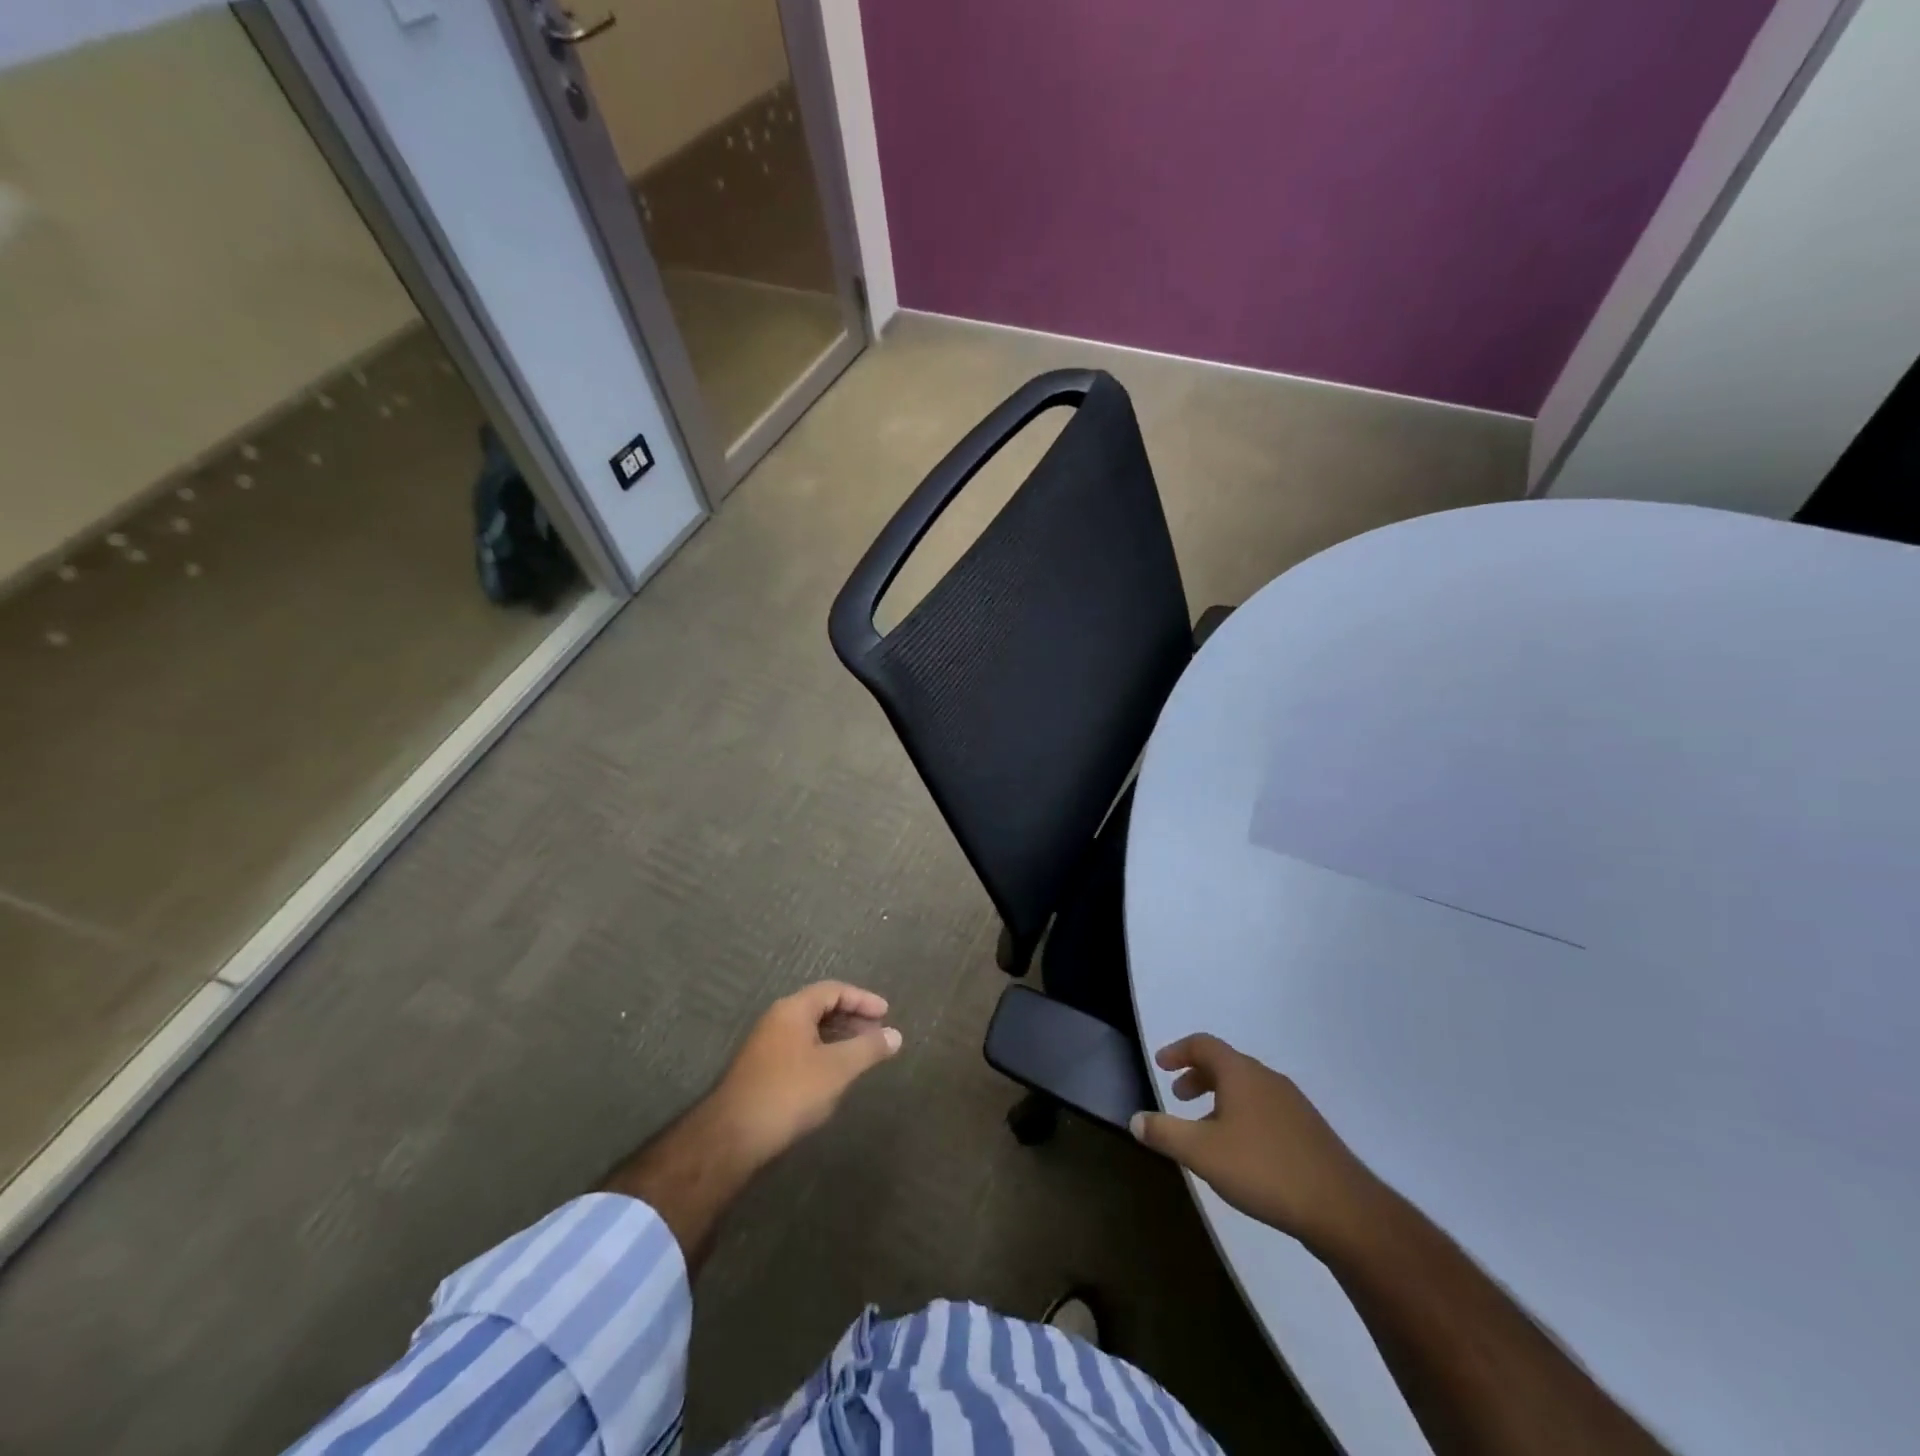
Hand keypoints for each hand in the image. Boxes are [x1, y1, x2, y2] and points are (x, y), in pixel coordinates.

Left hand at [710, 981, 902, 1165]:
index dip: (862, 999)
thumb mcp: (837, 1068)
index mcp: (793, 1009)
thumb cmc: (790, 1092)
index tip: (886, 1014)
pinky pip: (800, 1048)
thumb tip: (896, 1035)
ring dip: (838, 1037)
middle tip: (878, 1034)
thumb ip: (868, 1048)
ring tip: (862, 1055)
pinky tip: (834, 1075)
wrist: (733, 1136)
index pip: (834, 990)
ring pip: (810, 1030)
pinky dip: (823, 1053)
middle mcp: (777, 1019)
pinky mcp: (762, 1070)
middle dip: (852, 1018)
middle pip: (821, 1007)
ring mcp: (766, 1045)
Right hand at [1131, 1034, 1380, 1249]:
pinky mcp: (1308, 1130)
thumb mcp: (1202, 1153)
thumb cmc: (1264, 1169)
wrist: (1342, 1208)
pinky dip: (1242, 1114)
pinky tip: (1242, 1151)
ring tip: (1206, 1128)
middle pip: (1226, 1064)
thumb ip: (1165, 1133)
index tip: (1160, 1064)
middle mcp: (1266, 1078)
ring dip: (1220, 1098)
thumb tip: (1135, 1119)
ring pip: (1246, 1088)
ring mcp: (1292, 1103)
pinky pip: (1265, 1108)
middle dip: (1197, 1076)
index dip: (1178, 1051)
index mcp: (1240, 1073)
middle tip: (1178, 1097)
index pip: (1203, 1044)